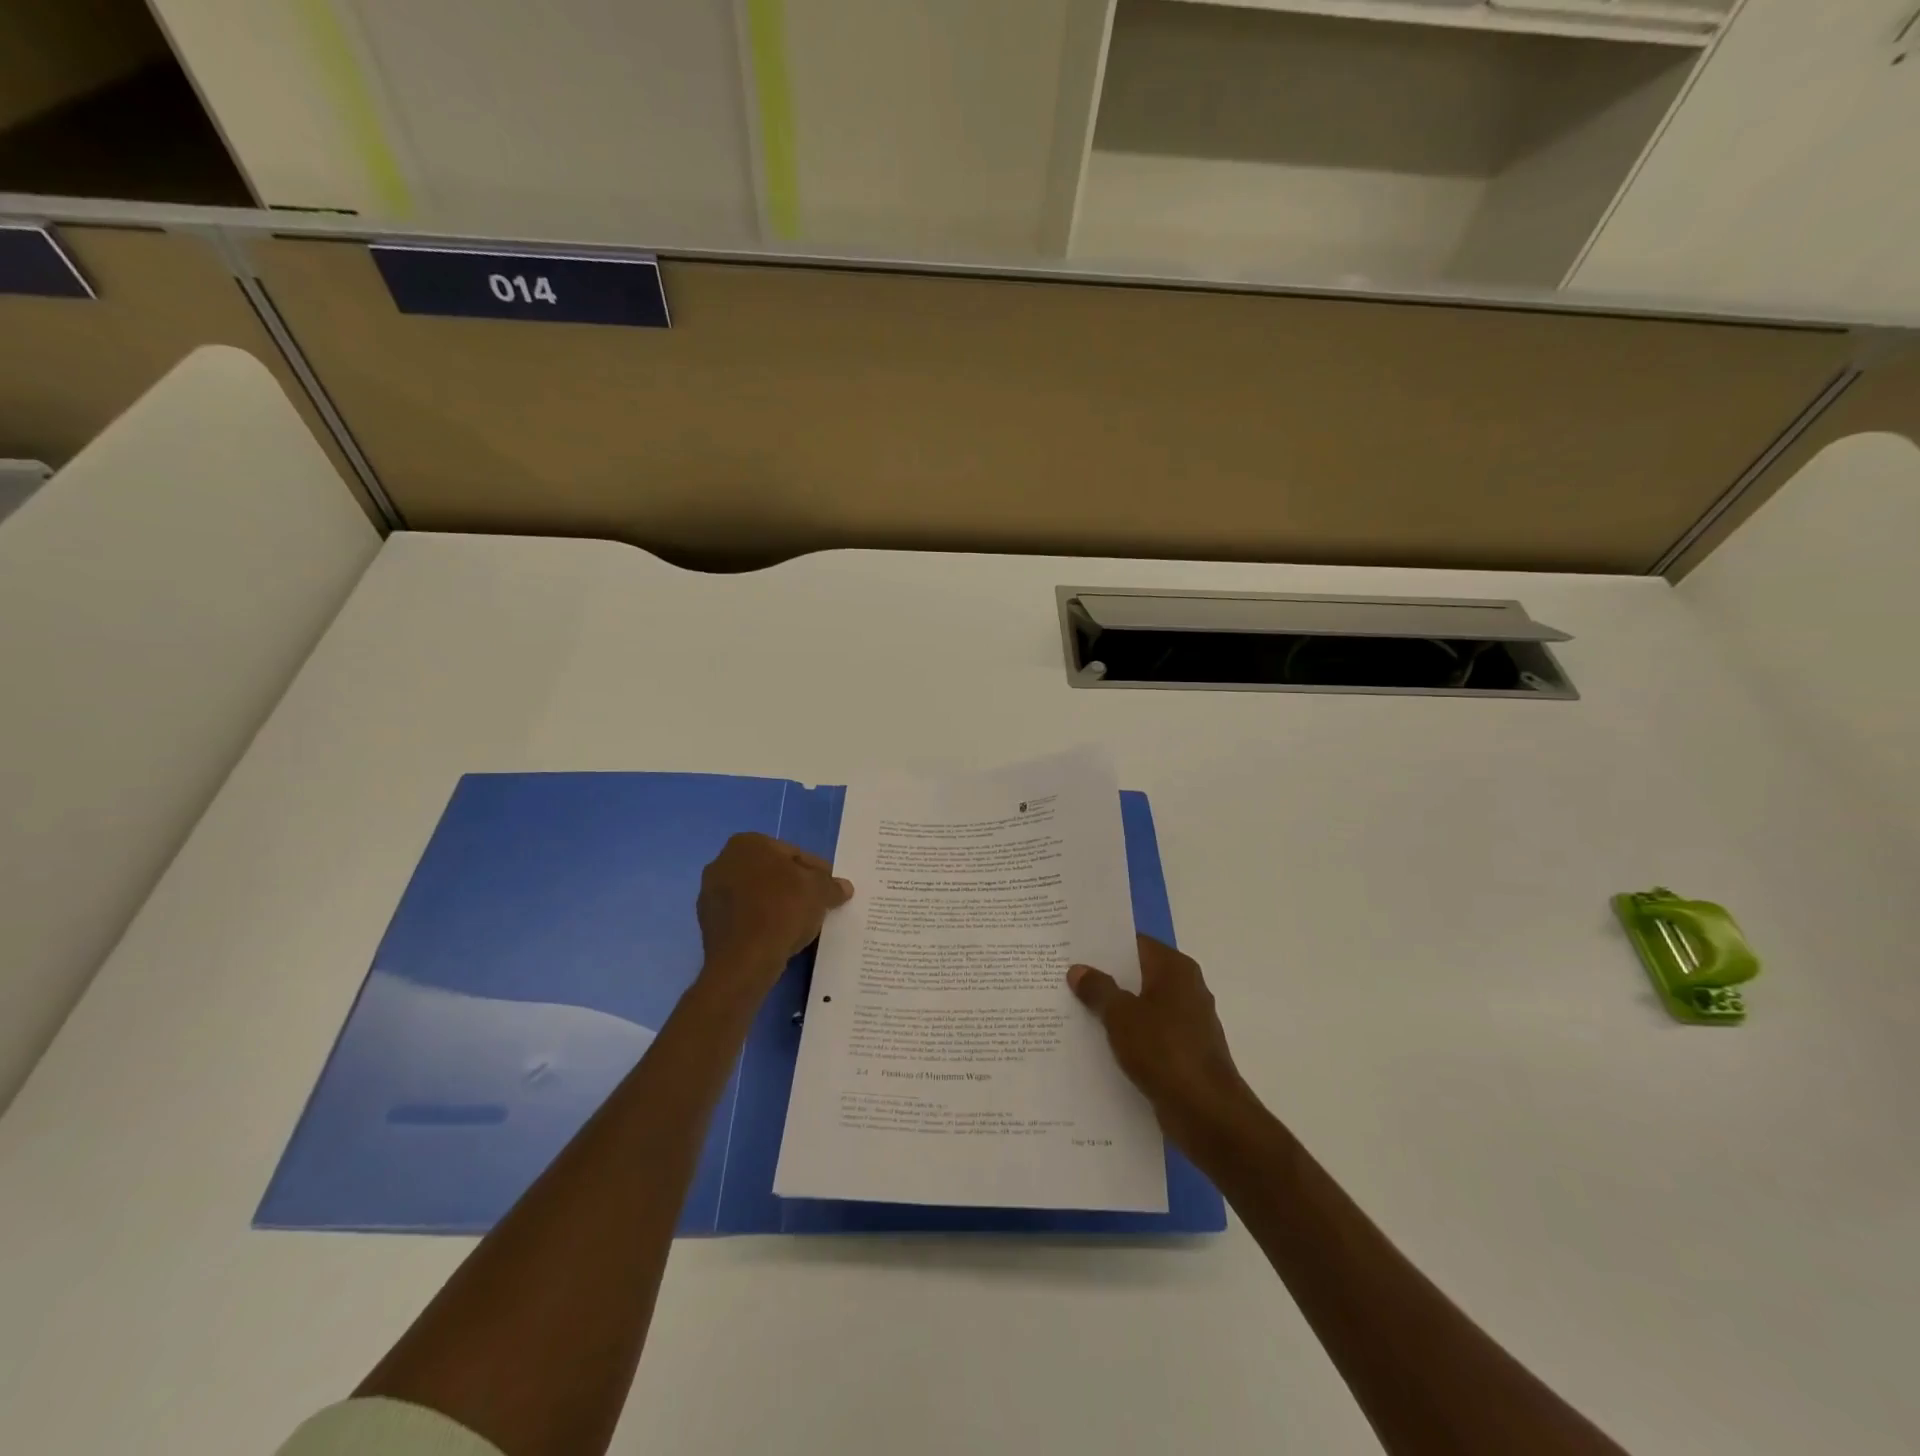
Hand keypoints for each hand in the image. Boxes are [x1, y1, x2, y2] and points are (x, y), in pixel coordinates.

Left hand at [696, 834, 852, 1004]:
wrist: (744, 960)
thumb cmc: (782, 911)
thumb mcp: (819, 892)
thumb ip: (831, 885)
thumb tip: (843, 887)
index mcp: (748, 843)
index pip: (794, 854)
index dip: (817, 872)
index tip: (830, 890)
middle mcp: (722, 861)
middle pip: (772, 873)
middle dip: (794, 887)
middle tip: (817, 906)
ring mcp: (710, 894)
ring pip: (757, 895)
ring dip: (776, 905)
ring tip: (799, 925)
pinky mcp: (707, 923)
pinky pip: (744, 917)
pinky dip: (761, 923)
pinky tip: (778, 937)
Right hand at [1069, 935, 1255, 1152]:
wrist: (1207, 1113)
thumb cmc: (1164, 1051)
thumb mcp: (1121, 1015)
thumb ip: (1098, 989)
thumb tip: (1078, 969)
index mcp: (1175, 969)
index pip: (1135, 943)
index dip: (1104, 945)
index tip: (1073, 948)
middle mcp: (1185, 989)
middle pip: (1138, 974)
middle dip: (1105, 977)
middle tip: (1065, 977)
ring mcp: (1187, 1022)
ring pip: (1142, 1006)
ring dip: (1114, 1009)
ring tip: (1073, 1009)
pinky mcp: (1184, 1052)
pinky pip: (1148, 1034)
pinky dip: (1127, 1036)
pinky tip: (1097, 1044)